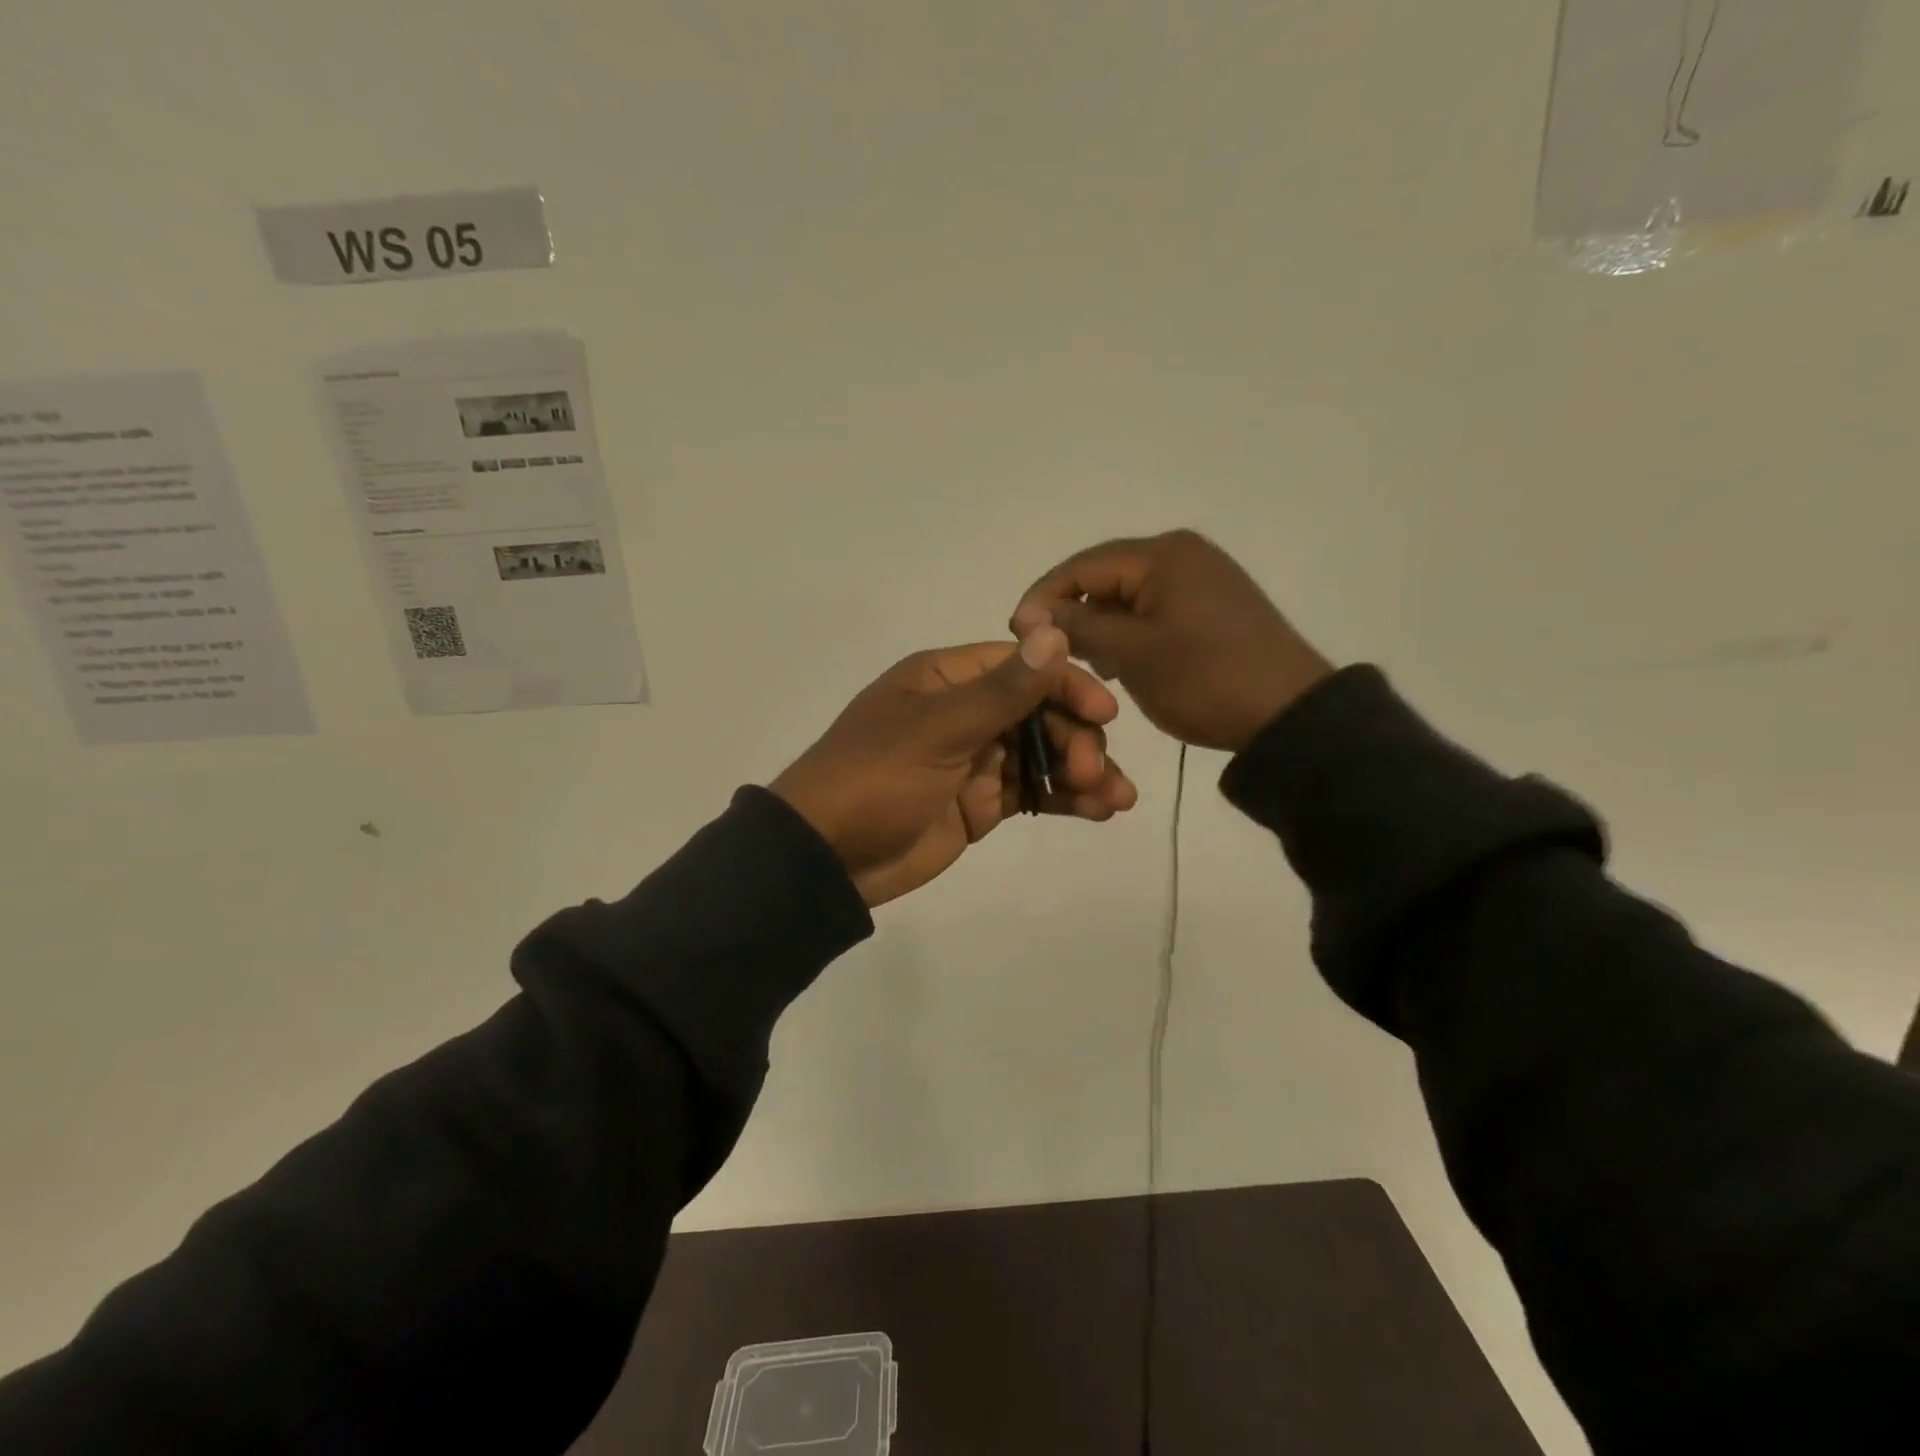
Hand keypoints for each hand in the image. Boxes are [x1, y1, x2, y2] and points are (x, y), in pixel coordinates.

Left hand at [771, 628, 1138, 907]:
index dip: (1066, 684)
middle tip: (1094, 774)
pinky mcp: (981, 803)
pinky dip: (1064, 799)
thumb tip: (1055, 633)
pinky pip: (1032, 792)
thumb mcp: (937, 730)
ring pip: (1042, 754)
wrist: (829, 857)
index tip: (1103, 714)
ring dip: (1082, 772)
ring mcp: (974, 759)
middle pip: (1039, 711)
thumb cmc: (876, 778)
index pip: (1021, 666)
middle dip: (1076, 739)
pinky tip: (1098, 811)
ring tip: (1117, 800)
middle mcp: (964, 712)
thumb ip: (1001, 690)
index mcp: (946, 680)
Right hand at [1011, 530, 1334, 752]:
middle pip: (1106, 577)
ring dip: (1099, 626)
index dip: (1043, 597)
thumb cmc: (1204, 679)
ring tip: (1079, 662)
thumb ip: (1078, 627)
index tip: (1015, 632)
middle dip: (1072, 613)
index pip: (1082, 565)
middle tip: (1045, 652)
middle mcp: (1184, 555)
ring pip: (1129, 597)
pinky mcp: (1214, 608)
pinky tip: (1119, 663)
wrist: (1289, 715)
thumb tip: (1034, 615)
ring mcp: (1203, 580)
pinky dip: (1129, 633)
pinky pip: (1154, 612)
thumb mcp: (1132, 653)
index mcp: (1163, 554)